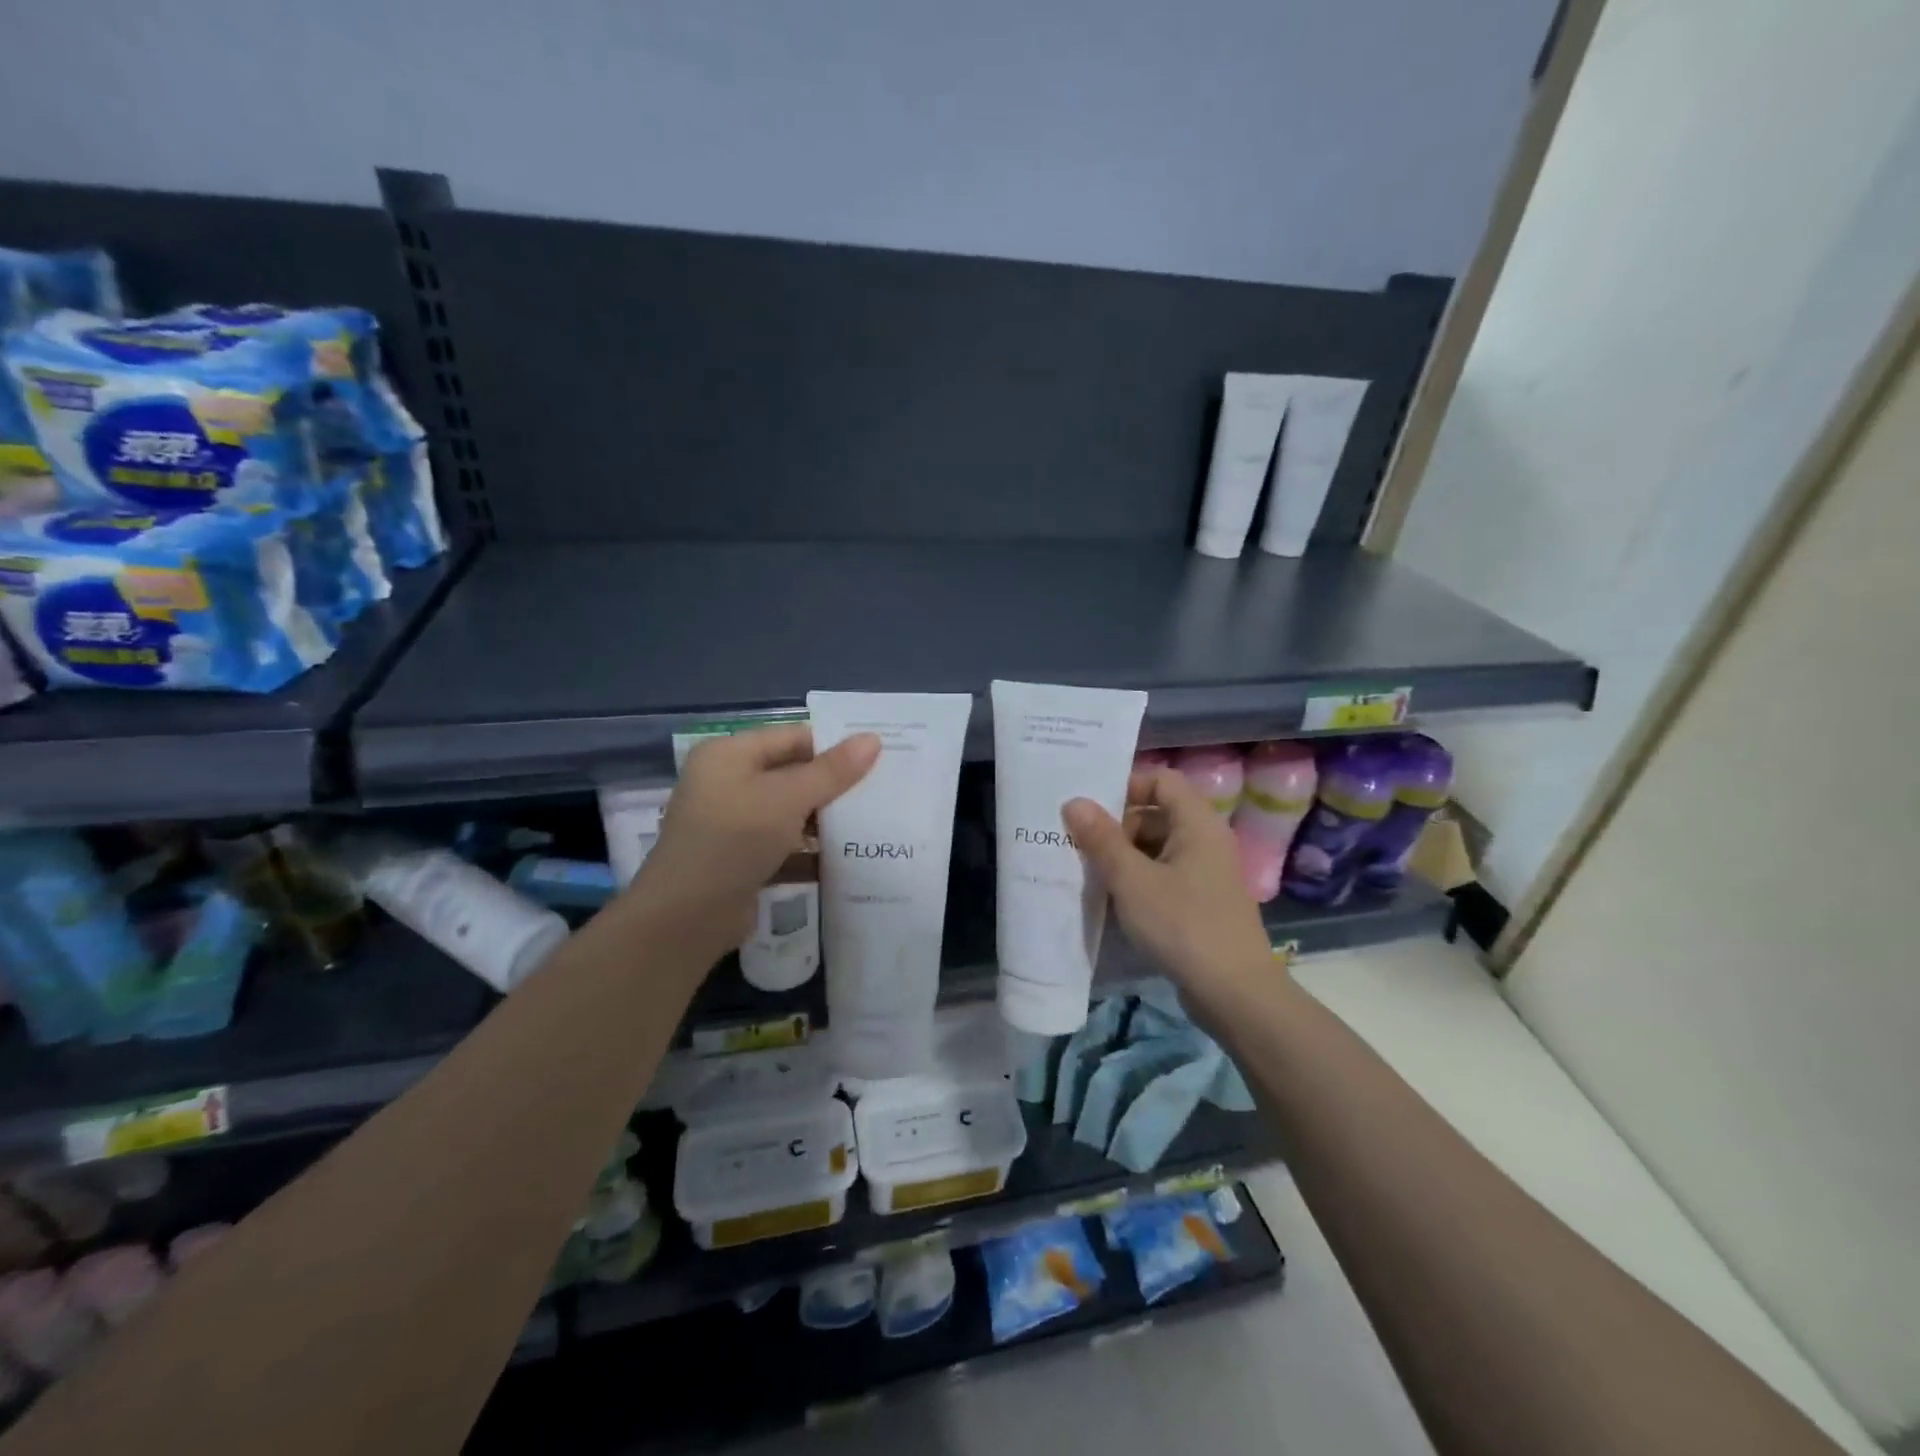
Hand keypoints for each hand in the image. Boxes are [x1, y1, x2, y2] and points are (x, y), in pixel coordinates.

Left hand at [626, 723, 879, 961]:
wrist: (686, 917)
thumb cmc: (734, 839)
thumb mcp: (788, 798)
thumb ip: (832, 771)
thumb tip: (873, 739)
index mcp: (730, 755)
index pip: (792, 738)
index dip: (835, 745)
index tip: (880, 756)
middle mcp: (728, 783)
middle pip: (793, 776)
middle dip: (835, 786)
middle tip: (884, 790)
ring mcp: (733, 825)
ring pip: (791, 814)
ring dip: (828, 821)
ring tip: (876, 823)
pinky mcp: (742, 861)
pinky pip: (785, 847)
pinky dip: (813, 853)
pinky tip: (851, 858)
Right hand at [1064, 768, 1274, 991]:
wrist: (1234, 993)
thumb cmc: (1182, 925)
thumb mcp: (1132, 880)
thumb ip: (1101, 839)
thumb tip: (1074, 802)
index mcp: (1197, 823)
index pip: (1161, 780)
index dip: (1126, 786)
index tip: (1090, 809)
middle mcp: (1206, 840)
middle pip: (1157, 813)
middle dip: (1117, 825)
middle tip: (1079, 844)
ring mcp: (1206, 873)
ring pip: (1158, 847)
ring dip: (1124, 856)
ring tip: (1088, 872)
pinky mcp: (1202, 902)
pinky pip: (1165, 875)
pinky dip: (1138, 880)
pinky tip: (1112, 899)